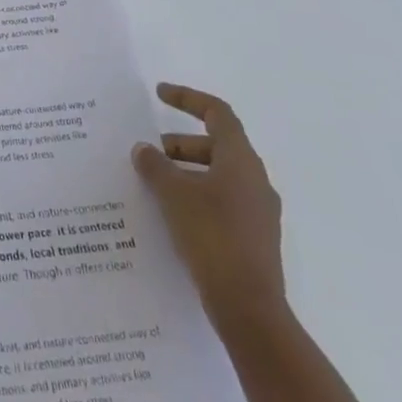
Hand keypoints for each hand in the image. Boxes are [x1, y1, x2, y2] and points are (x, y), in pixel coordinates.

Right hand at [133, 83, 285, 337]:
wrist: (249, 308)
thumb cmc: (212, 236)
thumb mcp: (174, 195)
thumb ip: (155, 166)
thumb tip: (143, 149)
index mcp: (241, 160)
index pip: (217, 113)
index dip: (188, 98)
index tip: (159, 94)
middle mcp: (255, 180)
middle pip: (217, 145)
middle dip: (181, 143)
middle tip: (150, 152)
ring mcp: (258, 212)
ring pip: (219, 175)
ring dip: (187, 171)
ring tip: (155, 184)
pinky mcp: (254, 238)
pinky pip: (222, 201)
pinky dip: (196, 195)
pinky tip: (172, 214)